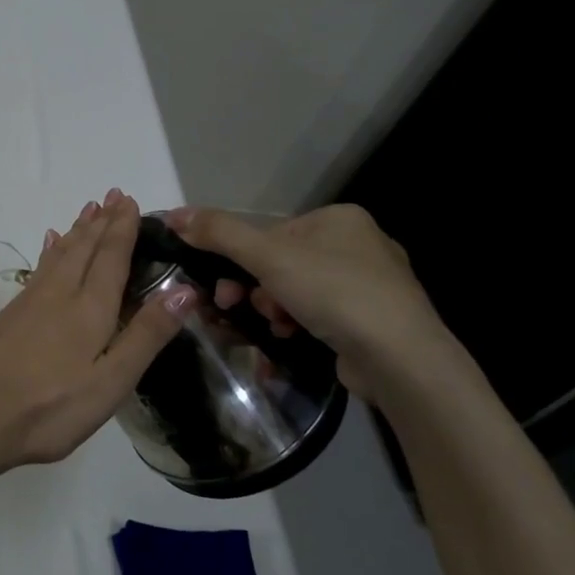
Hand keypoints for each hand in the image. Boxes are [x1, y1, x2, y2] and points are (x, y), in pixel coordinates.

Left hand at [0, 191, 193, 479]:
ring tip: (88, 210)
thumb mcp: (111, 381)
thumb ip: (146, 335)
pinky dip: (50, 250)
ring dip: (77, 230)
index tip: (129, 201)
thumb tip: (184, 290)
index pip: (111, 258)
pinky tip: (50, 244)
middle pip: (84, 248)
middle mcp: (60, 293)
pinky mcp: (11, 313)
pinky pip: (39, 267)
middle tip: (112, 194)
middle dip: (101, 222)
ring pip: (59, 254)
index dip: (122, 229)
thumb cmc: (53, 407)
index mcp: (90, 309)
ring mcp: (30, 301)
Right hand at [164, 203, 452, 407]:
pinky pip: (318, 316)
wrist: (402, 360)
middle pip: (280, 264)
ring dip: (271, 311)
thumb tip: (173, 214)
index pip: (270, 233)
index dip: (239, 260)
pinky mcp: (373, 322)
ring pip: (296, 292)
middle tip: (235, 308)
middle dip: (254, 289)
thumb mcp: (267, 256)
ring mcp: (371, 286)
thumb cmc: (334, 293)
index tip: (223, 288)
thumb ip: (218, 232)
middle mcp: (359, 245)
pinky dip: (296, 327)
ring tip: (274, 329)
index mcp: (339, 219)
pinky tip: (289, 341)